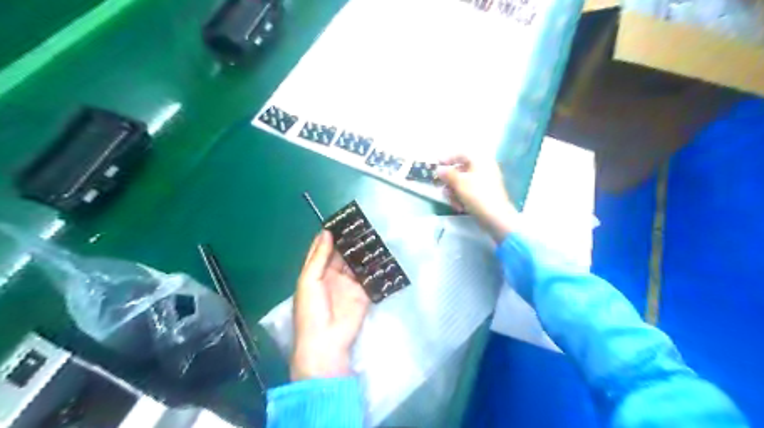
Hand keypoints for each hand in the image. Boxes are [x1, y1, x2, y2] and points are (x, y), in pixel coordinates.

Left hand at [291, 231, 371, 380]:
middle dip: (350, 240)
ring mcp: (350, 284)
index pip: (324, 249)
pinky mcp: (364, 293)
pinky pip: (369, 276)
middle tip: (362, 222)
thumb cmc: (311, 310)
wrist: (326, 341)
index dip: (332, 235)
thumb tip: (327, 232)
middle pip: (343, 254)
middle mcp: (333, 275)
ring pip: (357, 262)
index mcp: (316, 272)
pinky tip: (382, 252)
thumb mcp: (309, 280)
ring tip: (373, 232)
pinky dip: (374, 265)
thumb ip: (319, 257)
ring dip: (363, 250)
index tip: (342, 219)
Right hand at [439, 154, 516, 242]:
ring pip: (464, 182)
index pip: (461, 153)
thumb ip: (447, 174)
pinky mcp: (485, 193)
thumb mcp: (459, 183)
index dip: (447, 158)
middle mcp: (484, 168)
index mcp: (481, 160)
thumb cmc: (477, 195)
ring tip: (451, 201)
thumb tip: (439, 169)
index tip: (437, 165)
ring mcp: (486, 181)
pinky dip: (462, 197)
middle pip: (461, 169)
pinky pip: (469, 191)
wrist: (496, 217)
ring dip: (454, 191)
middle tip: (441, 187)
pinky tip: (459, 207)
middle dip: (449, 180)